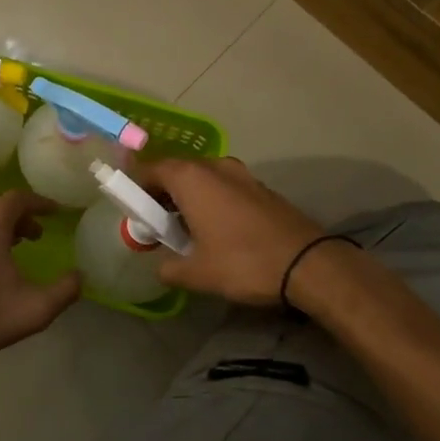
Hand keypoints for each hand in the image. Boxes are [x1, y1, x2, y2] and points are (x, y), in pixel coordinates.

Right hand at [139, 157, 324, 305]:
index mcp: (191, 178)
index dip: (136, 189)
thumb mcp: (197, 273)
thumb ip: (169, 268)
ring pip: (202, 179)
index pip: (150, 170)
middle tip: (155, 225)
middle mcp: (214, 167)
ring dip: (187, 199)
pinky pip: (223, 187)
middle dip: (161, 195)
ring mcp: (241, 175)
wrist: (308, 265)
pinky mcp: (260, 188)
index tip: (132, 213)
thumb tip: (162, 269)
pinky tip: (214, 230)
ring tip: (184, 231)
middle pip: (176, 172)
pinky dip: (211, 201)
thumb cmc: (243, 262)